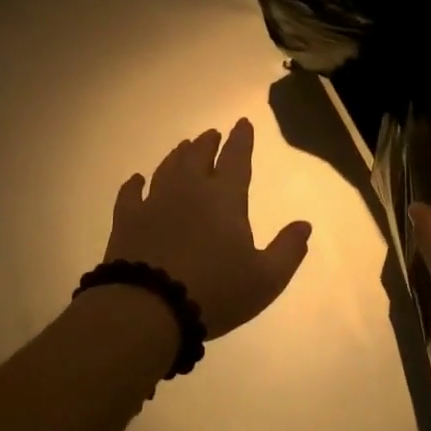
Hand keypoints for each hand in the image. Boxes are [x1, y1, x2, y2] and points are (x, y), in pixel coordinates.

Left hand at [106, 118, 312, 338]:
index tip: (242, 123)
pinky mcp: (126, 221)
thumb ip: (288, 250)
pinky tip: (137, 180)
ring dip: (178, 156)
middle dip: (208, 143)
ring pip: (167, 169)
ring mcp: (154, 203)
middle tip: (211, 134)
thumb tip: (304, 225)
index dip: (242, 140)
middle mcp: (188, 190)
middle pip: (198, 157)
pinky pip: (130, 194)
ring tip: (183, 147)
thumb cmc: (215, 291)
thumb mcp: (266, 278)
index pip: (236, 159)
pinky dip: (135, 184)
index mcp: (225, 198)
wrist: (149, 308)